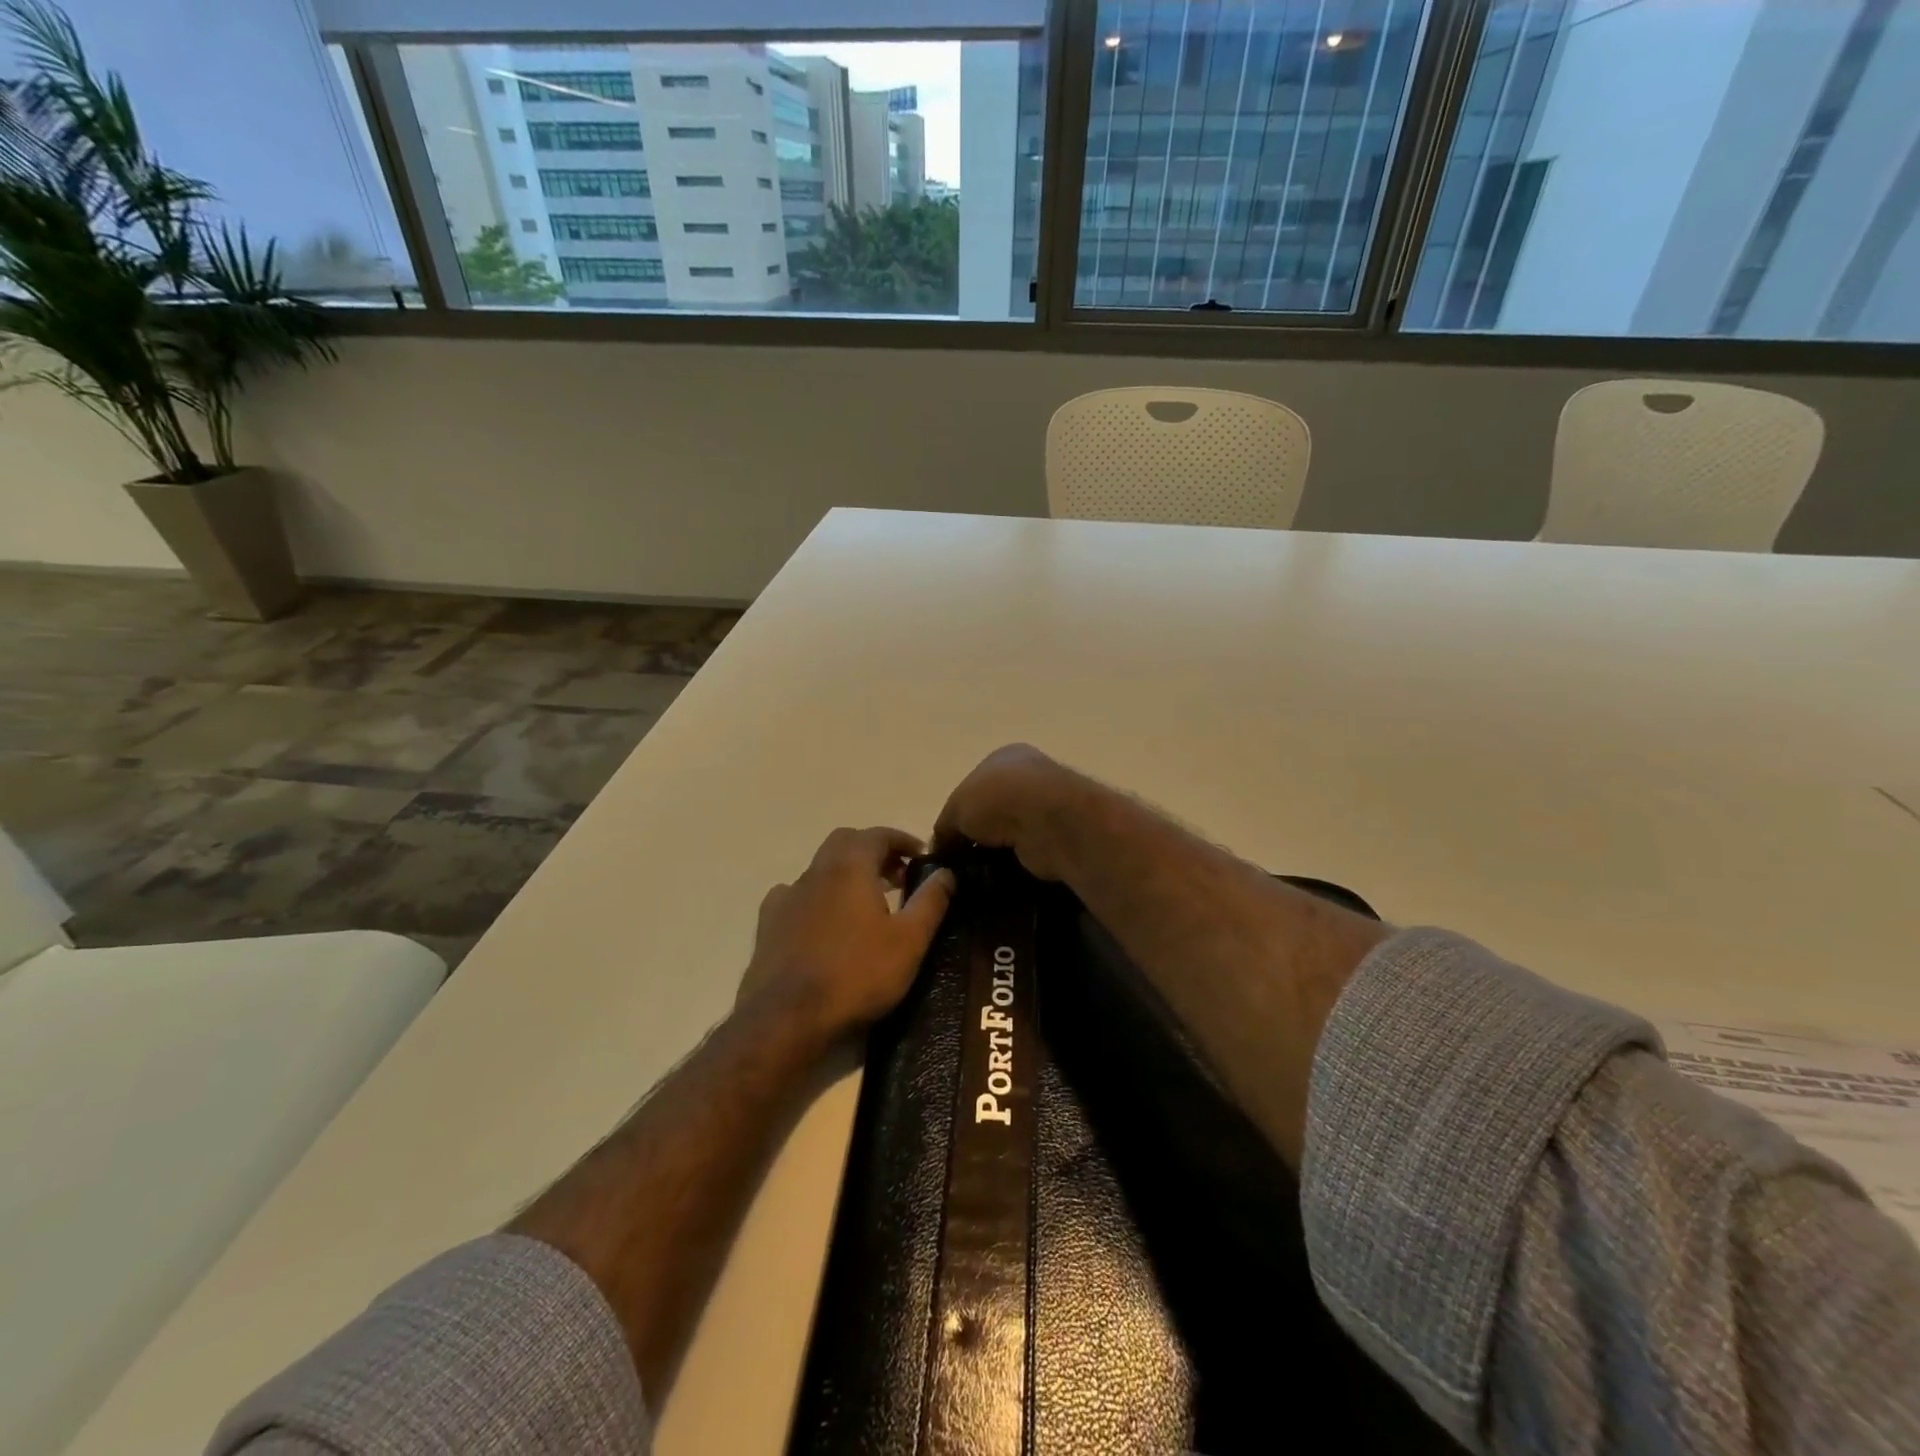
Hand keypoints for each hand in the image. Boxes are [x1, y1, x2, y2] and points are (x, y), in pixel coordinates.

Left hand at [737, 827, 954, 1038]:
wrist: (788, 1017)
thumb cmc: (857, 974)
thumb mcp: (909, 941)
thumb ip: (930, 901)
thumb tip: (946, 871)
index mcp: (850, 867)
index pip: (878, 835)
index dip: (902, 840)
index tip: (922, 855)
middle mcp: (816, 871)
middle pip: (846, 843)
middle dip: (874, 851)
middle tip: (897, 876)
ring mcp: (788, 896)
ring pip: (820, 868)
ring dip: (846, 874)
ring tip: (867, 902)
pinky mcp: (768, 923)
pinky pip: (796, 895)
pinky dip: (817, 897)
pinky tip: (823, 921)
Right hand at [933, 743, 1092, 881]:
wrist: (1049, 820)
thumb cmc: (997, 798)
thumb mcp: (956, 807)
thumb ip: (945, 827)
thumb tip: (940, 848)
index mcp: (1004, 758)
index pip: (973, 786)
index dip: (957, 814)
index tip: (946, 841)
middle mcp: (1028, 777)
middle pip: (992, 811)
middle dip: (976, 835)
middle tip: (958, 862)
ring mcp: (1046, 807)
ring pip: (1009, 834)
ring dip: (995, 852)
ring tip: (974, 875)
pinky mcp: (1057, 837)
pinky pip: (1025, 853)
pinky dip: (1012, 865)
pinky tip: (997, 878)